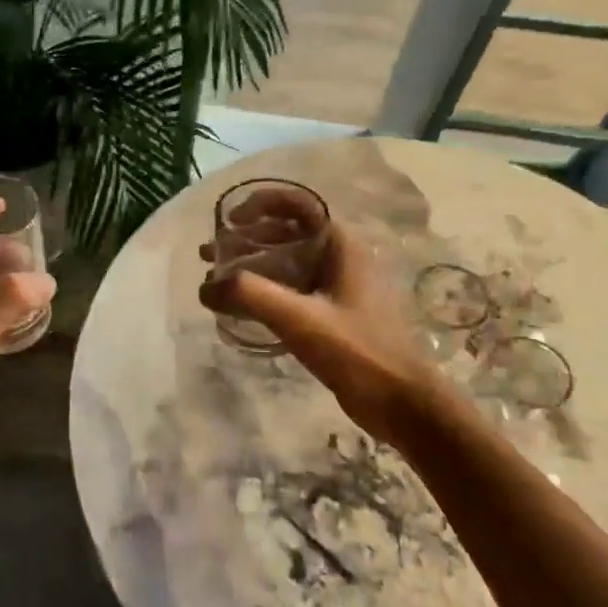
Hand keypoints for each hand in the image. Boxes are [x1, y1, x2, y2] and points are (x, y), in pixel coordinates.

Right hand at [202, 220, 436, 445]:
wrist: (401, 402)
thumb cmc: (358, 351)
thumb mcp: (300, 319)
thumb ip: (250, 296)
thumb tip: (206, 287)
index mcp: (340, 245)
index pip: (297, 204)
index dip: (260, 204)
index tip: (229, 222)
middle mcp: (339, 258)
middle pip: (286, 233)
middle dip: (246, 239)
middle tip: (210, 255)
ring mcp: (337, 288)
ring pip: (286, 263)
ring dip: (251, 266)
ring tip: (215, 280)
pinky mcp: (331, 315)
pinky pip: (290, 291)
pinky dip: (263, 291)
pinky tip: (241, 308)